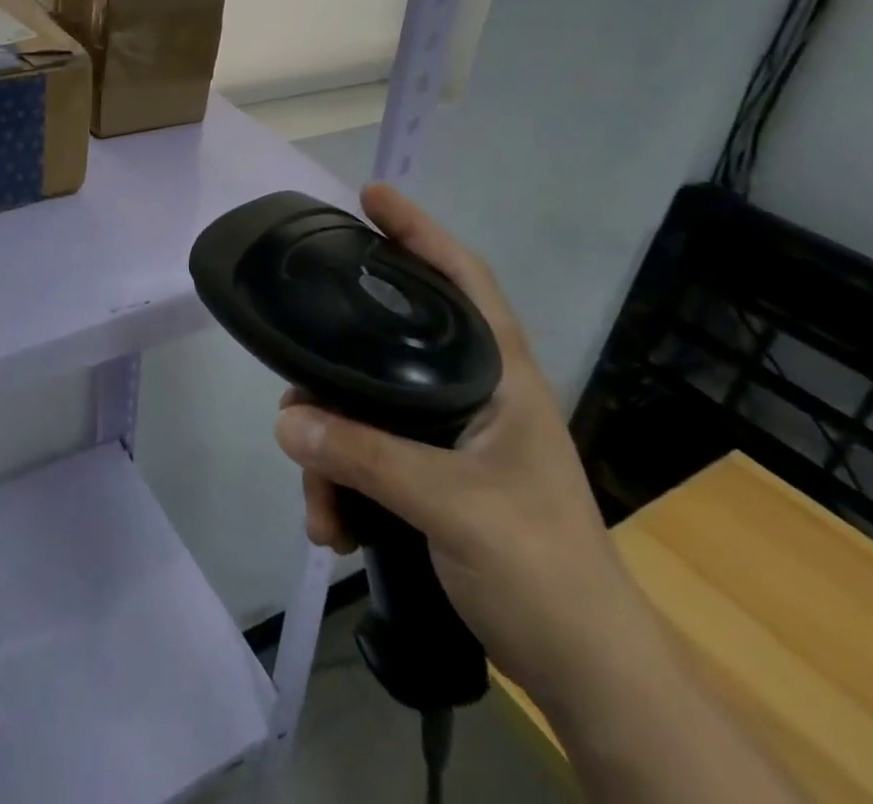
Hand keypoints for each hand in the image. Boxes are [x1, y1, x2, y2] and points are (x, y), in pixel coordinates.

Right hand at [274, 183, 652, 706]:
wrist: (586, 676)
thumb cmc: (543, 571)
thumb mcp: (453, 507)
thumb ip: (367, 457)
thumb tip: (286, 419)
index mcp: (500, 377)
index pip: (462, 279)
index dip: (419, 231)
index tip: (370, 196)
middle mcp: (472, 393)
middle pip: (386, 348)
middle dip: (333, 379)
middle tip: (297, 398)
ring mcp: (449, 436)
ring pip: (364, 410)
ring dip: (330, 454)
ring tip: (320, 509)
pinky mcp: (431, 476)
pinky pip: (366, 455)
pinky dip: (341, 484)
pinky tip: (332, 526)